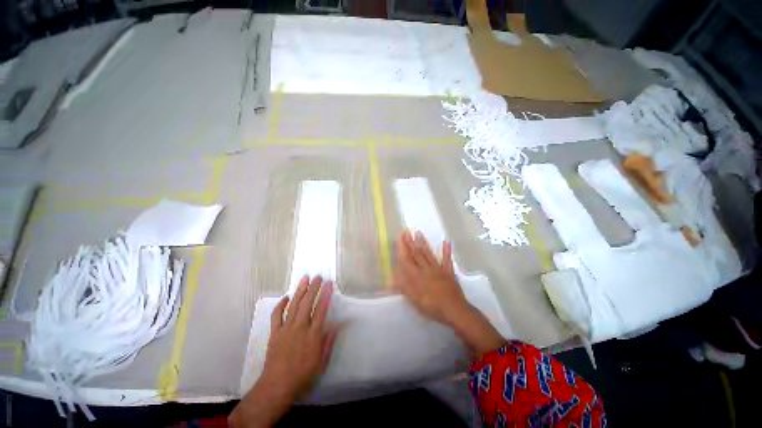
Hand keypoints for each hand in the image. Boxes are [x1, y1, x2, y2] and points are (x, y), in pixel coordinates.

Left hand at [230, 276, 338, 427]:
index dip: (326, 295)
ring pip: (294, 305)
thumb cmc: (302, 376)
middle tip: (318, 276)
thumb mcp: (321, 363)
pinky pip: (276, 315)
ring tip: (305, 279)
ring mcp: (286, 329)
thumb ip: (328, 342)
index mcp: (313, 335)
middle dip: (313, 288)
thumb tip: (336, 325)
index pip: (321, 309)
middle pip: (307, 303)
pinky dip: (281, 305)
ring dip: (300, 290)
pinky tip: (286, 297)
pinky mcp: (275, 333)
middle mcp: (300, 327)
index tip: (329, 284)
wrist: (276, 386)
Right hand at [394, 230, 468, 325]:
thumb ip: (404, 286)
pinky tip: (446, 241)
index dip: (403, 248)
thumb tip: (394, 275)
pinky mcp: (448, 271)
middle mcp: (426, 269)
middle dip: (411, 242)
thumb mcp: (415, 300)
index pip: (407, 259)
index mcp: (417, 276)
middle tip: (407, 231)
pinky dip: (446, 251)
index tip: (400, 238)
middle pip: (417, 254)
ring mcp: (438, 269)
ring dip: (423, 243)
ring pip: (429, 253)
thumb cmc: (433, 307)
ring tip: (418, 233)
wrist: (454, 310)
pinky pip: (447, 259)